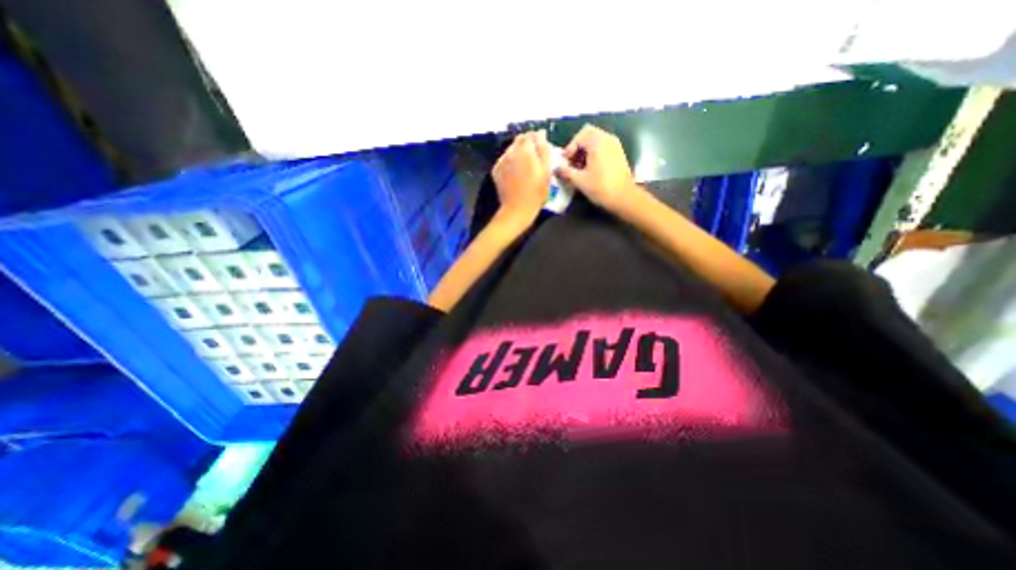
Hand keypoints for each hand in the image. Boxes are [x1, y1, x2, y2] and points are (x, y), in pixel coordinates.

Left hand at [491, 129, 548, 226]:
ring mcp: (502, 160)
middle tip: (535, 157)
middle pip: (520, 140)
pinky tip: (516, 172)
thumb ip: (544, 150)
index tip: (543, 147)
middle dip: (528, 144)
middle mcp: (511, 151)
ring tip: (526, 165)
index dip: (538, 139)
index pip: (532, 135)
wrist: (517, 209)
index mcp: (525, 150)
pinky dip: (511, 161)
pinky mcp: (496, 170)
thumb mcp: (547, 172)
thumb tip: (541, 134)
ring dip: (519, 152)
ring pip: (511, 149)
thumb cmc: (536, 193)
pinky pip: (505, 159)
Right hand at [554, 124, 631, 212]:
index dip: (569, 148)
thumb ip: (566, 172)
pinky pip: (603, 146)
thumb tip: (556, 169)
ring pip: (595, 140)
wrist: (623, 197)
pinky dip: (593, 153)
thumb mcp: (579, 180)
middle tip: (571, 162)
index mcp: (598, 142)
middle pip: (588, 134)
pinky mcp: (618, 154)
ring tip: (578, 167)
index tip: (565, 162)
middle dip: (577, 147)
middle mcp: (607, 139)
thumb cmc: (601, 188)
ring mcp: (615, 145)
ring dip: (585, 151)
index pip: (579, 136)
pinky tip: (589, 169)